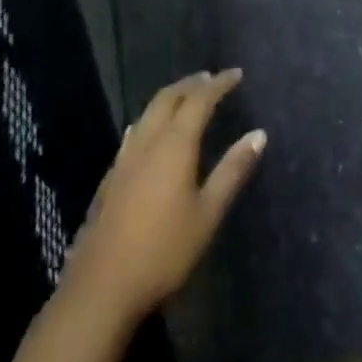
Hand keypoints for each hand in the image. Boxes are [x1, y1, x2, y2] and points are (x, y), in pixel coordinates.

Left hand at [65, 71, 264, 324]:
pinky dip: (151, 119)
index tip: (236, 74)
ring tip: (186, 96)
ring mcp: (124, 159)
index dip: (218, 84)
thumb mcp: (208, 213)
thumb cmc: (164, 251)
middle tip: (211, 78)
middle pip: (168, 98)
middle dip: (191, 84)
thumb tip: (259, 134)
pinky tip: (150, 131)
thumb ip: (232, 171)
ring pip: (148, 113)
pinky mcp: (111, 178)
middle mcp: (147, 142)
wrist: (102, 287)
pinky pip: (135, 132)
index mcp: (174, 145)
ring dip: (170, 98)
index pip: (198, 100)